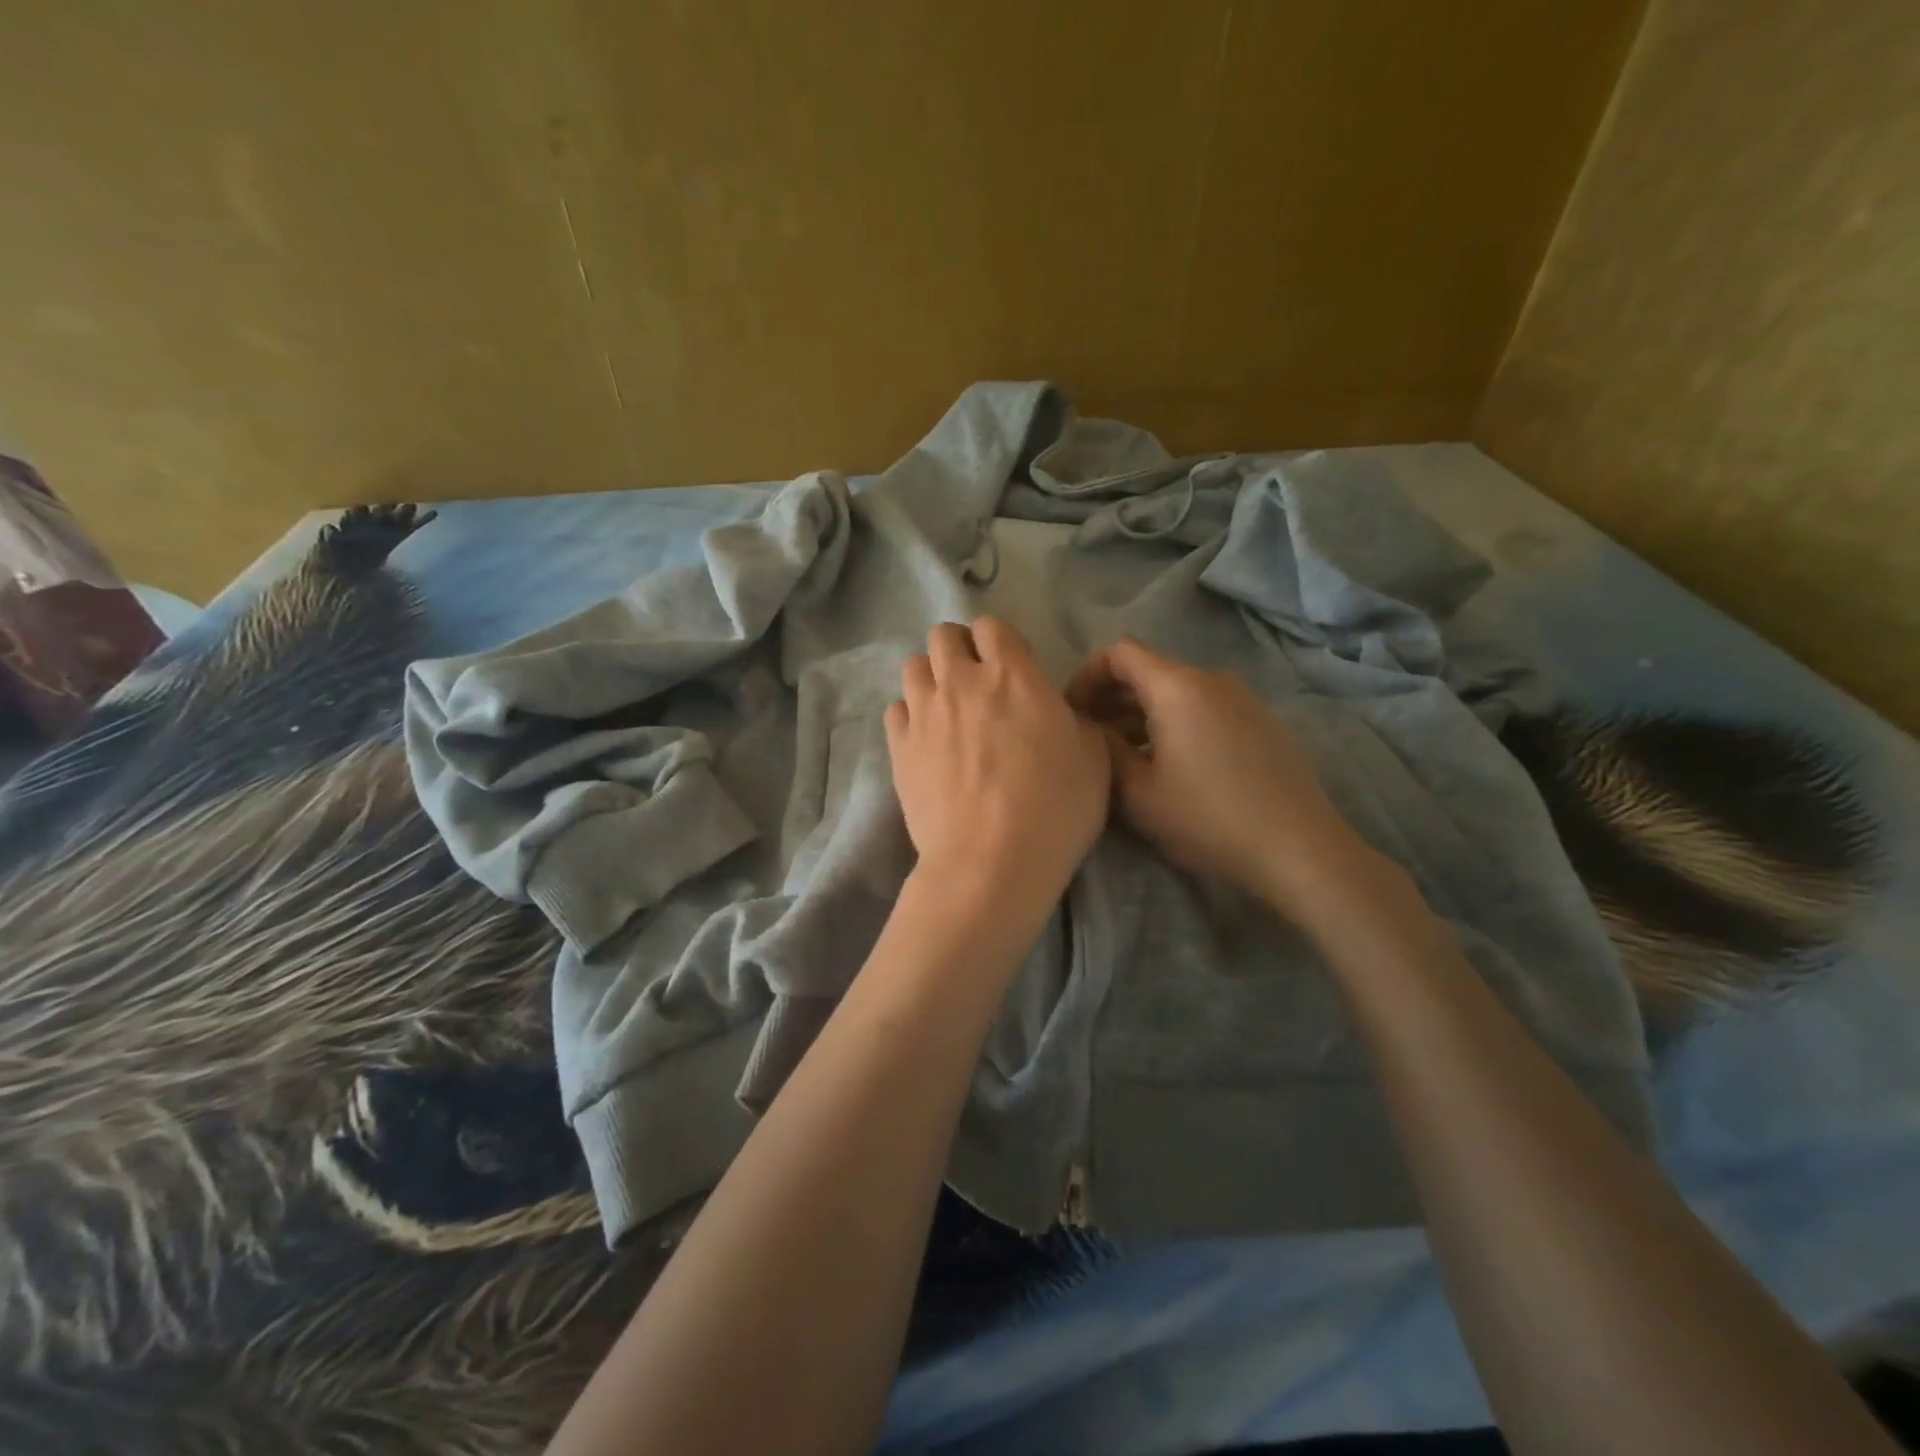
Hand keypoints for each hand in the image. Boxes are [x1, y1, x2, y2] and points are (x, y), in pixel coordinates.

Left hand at [886, 618, 1110, 915]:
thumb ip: (1074, 719)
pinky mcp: (899, 747)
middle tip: (976, 681)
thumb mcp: (1093, 757)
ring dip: (931, 677)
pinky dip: (910, 715)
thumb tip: (1056, 711)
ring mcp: (924, 713)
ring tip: (947, 707)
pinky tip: (925, 739)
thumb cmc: (1055, 809)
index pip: (992, 627)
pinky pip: (895, 709)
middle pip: (943, 636)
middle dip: (959, 648)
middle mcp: (961, 681)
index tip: (1011, 667)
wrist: (991, 862)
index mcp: (1013, 675)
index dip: (1000, 642)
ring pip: (913, 666)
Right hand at [1067, 638, 1373, 916]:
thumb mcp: (1138, 792)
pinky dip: (1174, 723)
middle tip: (1089, 739)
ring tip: (1125, 757)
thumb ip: (1105, 750)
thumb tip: (1090, 728)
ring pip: (1176, 692)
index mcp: (1178, 686)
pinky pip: (1204, 708)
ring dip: (1142, 714)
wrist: (1299, 849)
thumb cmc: (1208, 819)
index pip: (1119, 653)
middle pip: (1148, 671)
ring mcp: (1242, 698)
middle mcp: (1211, 679)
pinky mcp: (1261, 722)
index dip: (1086, 677)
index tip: (1071, 714)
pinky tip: (1170, 765)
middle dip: (1110, 698)